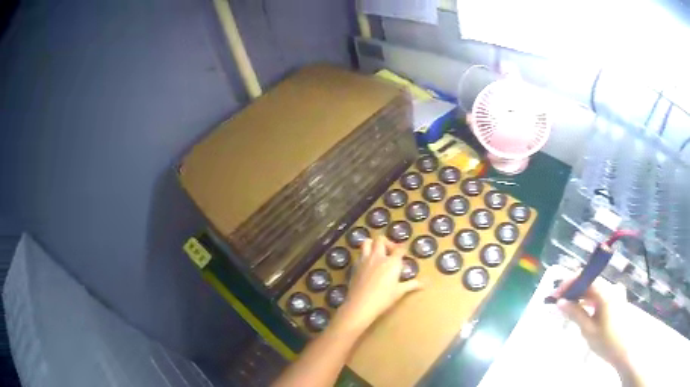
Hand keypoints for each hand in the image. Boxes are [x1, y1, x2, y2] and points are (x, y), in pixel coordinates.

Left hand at [336, 236, 421, 332]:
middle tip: (390, 252)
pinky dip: (364, 255)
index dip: (402, 250)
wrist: (360, 304)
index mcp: (392, 262)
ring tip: (377, 253)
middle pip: (381, 240)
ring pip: (367, 242)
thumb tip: (424, 284)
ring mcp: (365, 260)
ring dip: (373, 244)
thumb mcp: (399, 292)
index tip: (403, 254)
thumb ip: (412, 285)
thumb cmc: (383, 298)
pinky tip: (367, 264)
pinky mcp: (355, 265)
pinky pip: (360, 254)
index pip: (399, 249)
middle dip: (387, 242)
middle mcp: (378, 257)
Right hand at [551, 277, 628, 368]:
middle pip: (590, 283)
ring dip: (581, 296)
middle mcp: (612, 287)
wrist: (624, 351)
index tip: (556, 294)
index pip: (586, 279)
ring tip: (567, 307)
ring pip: (595, 289)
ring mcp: (616, 293)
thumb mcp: (588, 330)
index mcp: (606, 292)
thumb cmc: (606, 341)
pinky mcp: (617, 300)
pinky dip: (589, 300)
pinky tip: (582, 310)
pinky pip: (600, 295)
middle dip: (574, 290)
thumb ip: (575, 313)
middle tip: (559, 302)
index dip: (570, 284)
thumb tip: (560, 302)